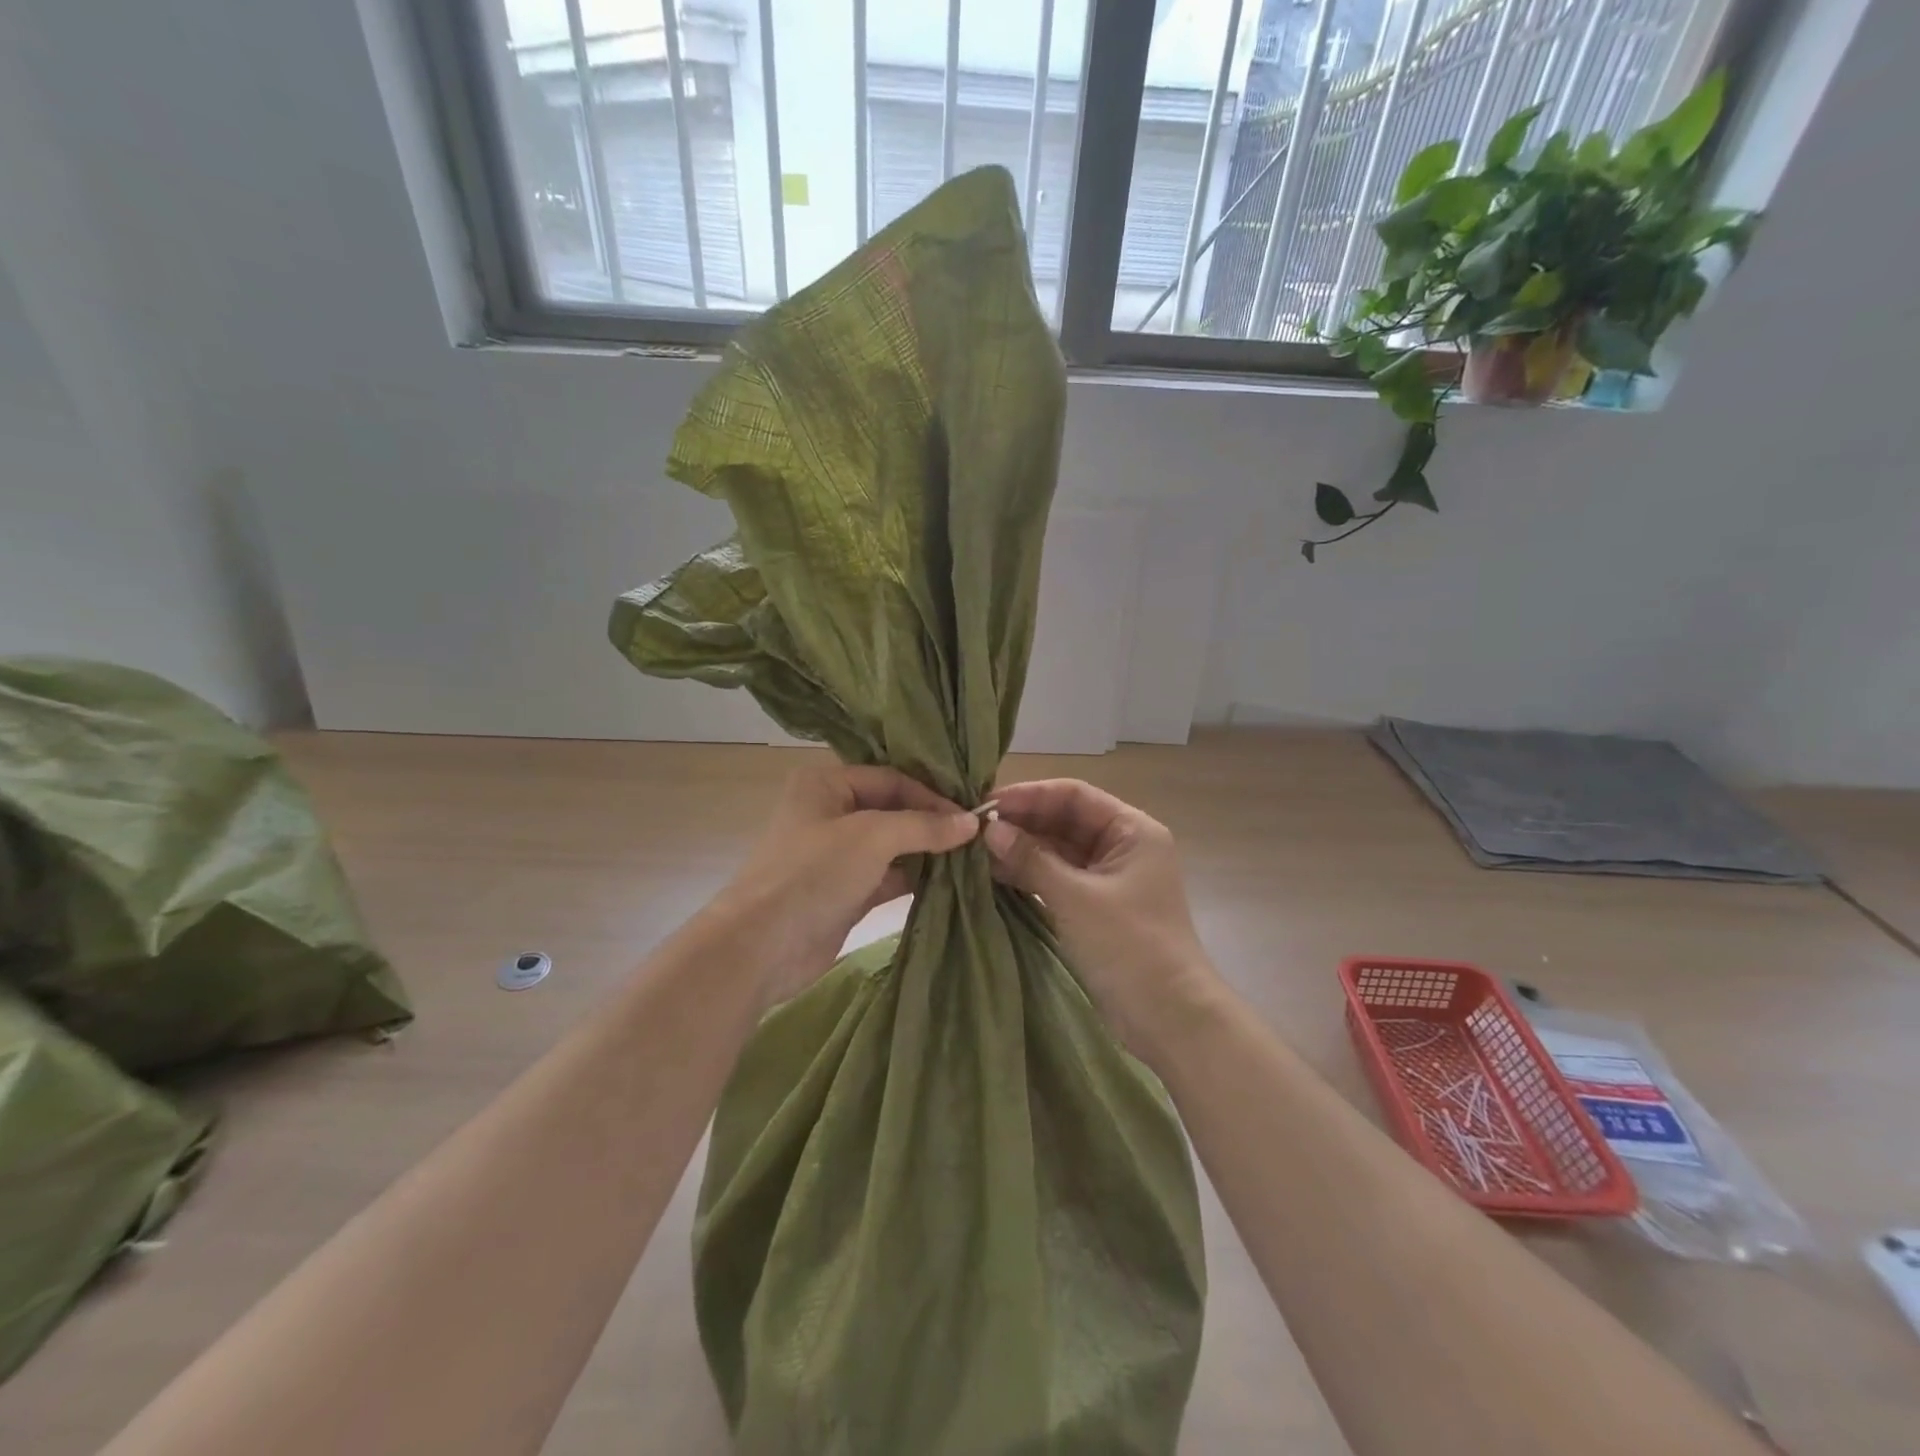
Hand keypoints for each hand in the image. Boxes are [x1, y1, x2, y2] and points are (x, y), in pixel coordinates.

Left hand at [714, 762, 977, 1007]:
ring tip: (970, 858)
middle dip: (931, 823)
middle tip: (976, 836)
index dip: (931, 796)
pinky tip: (948, 881)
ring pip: (892, 846)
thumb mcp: (872, 837)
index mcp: (826, 784)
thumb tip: (972, 822)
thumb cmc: (813, 873)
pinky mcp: (844, 892)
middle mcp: (830, 813)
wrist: (762, 947)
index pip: (891, 779)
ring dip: (927, 852)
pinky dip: (914, 878)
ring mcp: (836, 855)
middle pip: (893, 810)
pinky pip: (887, 877)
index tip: (970, 817)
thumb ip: (924, 826)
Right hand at [983, 779, 1217, 1063]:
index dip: (1030, 795)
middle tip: (974, 829)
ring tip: (976, 851)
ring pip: (1059, 850)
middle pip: (1065, 820)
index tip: (986, 803)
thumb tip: (990, 829)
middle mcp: (1122, 846)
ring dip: (1022, 849)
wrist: (1169, 1018)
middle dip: (1022, 822)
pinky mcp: (1097, 907)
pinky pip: (1058, 877)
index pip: (1074, 795)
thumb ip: (1032, 859)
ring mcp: (1109, 878)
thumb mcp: (1076, 898)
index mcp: (1131, 830)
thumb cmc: (1129, 946)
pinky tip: (995, 875)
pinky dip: (1030, 875)